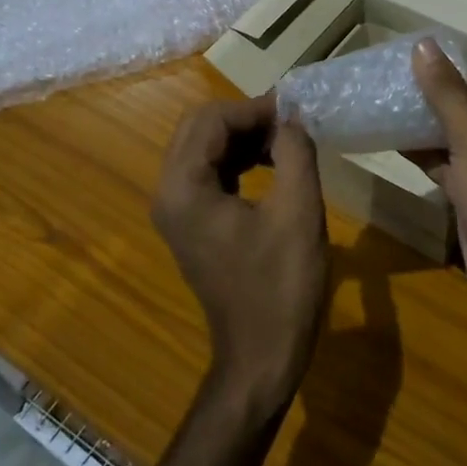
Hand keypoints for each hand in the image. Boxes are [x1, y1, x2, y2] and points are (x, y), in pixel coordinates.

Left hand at [153, 94, 329, 421]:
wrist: (261, 357)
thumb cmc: (281, 287)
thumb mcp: (298, 211)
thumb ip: (294, 151)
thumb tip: (292, 116)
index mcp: (184, 188)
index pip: (211, 119)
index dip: (254, 108)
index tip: (295, 111)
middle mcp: (168, 193)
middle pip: (199, 128)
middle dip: (245, 118)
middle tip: (290, 124)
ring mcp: (176, 210)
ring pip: (202, 147)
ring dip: (242, 137)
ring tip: (287, 143)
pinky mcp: (190, 224)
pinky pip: (208, 172)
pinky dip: (238, 160)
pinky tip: (272, 166)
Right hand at [411, 39, 466, 339]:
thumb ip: (446, 93)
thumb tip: (422, 45)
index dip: (439, 77)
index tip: (397, 68)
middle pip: (464, 112)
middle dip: (426, 103)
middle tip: (381, 90)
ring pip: (454, 141)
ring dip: (421, 130)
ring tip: (379, 111)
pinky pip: (449, 168)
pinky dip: (425, 158)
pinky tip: (392, 145)